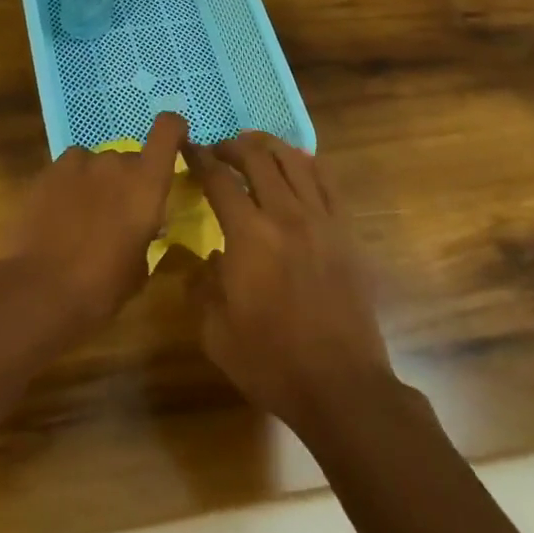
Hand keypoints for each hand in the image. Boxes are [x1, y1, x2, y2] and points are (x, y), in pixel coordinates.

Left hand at [8, 112, 188, 333]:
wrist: (38, 292)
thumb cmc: (101, 289)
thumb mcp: (139, 269)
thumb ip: (146, 235)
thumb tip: (143, 228)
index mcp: (146, 183)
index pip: (168, 130)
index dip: (174, 129)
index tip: (176, 140)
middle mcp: (116, 163)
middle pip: (129, 159)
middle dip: (128, 181)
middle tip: (118, 215)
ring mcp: (79, 163)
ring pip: (96, 164)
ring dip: (97, 183)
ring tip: (84, 218)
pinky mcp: (47, 171)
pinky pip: (69, 170)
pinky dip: (70, 185)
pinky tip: (58, 215)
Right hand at [188, 133, 393, 433]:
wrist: (341, 387)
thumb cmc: (272, 362)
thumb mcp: (215, 332)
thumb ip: (200, 286)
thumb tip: (204, 259)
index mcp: (248, 234)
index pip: (218, 179)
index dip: (199, 158)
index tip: (188, 149)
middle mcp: (284, 214)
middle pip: (257, 157)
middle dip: (233, 146)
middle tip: (219, 151)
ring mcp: (320, 218)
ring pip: (294, 159)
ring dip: (269, 146)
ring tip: (254, 148)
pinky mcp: (345, 230)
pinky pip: (326, 180)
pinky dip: (307, 163)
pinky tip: (296, 165)